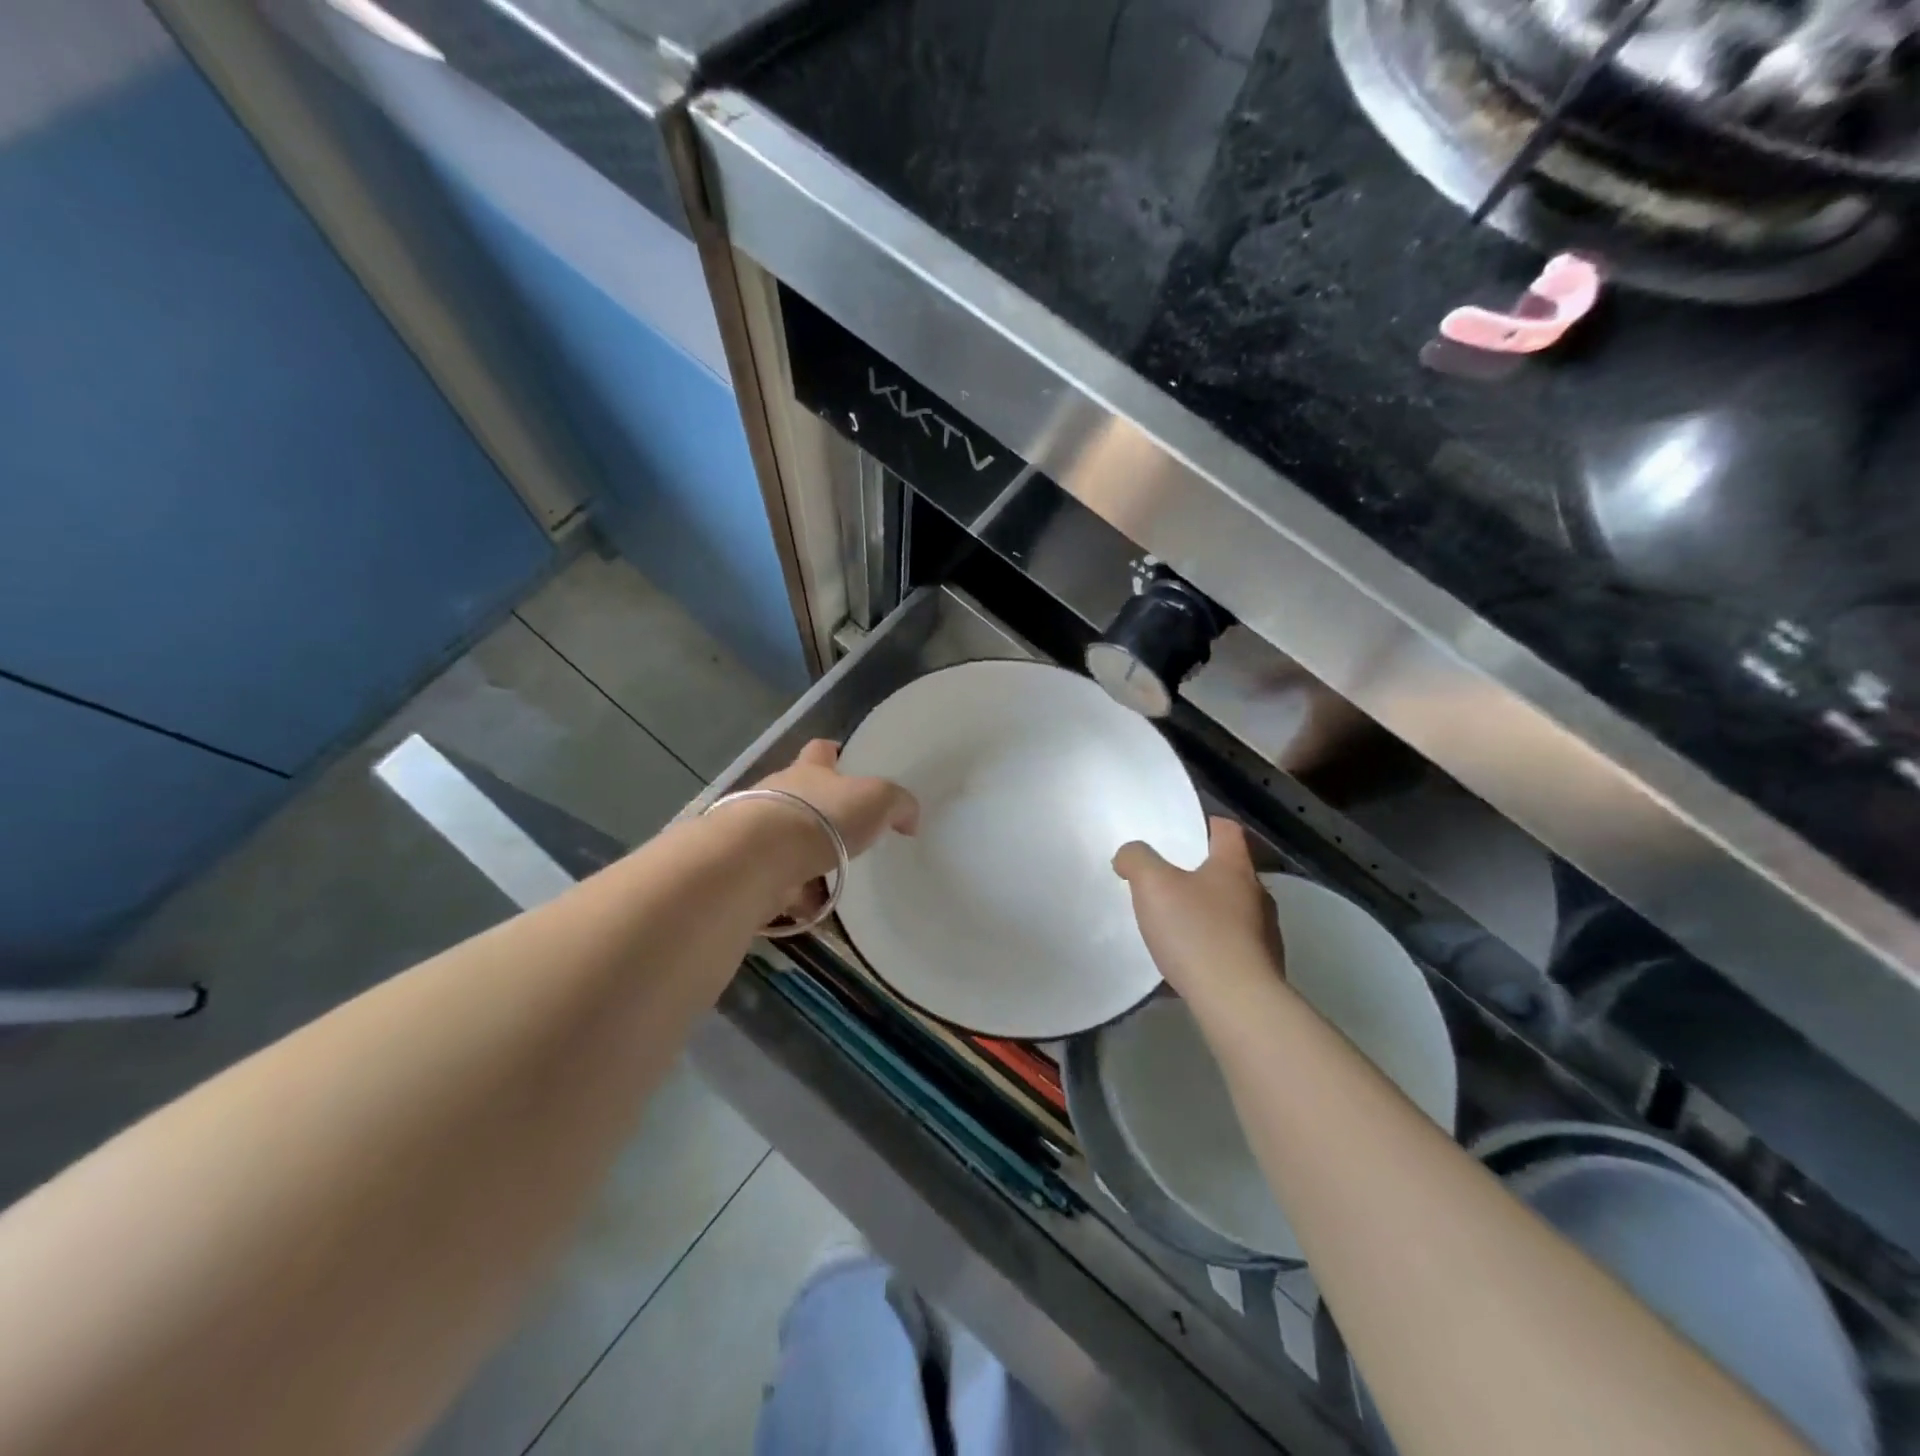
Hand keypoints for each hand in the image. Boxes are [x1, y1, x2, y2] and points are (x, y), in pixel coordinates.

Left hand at [751, 739, 918, 883]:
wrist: (759, 858)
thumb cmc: (822, 817)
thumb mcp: (877, 800)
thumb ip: (898, 804)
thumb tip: (908, 818)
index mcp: (809, 770)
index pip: (820, 750)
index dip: (833, 752)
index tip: (844, 759)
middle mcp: (778, 793)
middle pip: (799, 794)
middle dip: (819, 811)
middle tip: (845, 831)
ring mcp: (757, 830)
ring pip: (785, 838)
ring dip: (804, 855)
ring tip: (830, 877)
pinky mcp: (747, 867)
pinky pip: (776, 878)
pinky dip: (792, 892)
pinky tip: (810, 906)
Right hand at [1113, 817, 1285, 1000]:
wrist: (1236, 1002)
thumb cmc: (1196, 932)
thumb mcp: (1152, 885)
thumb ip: (1136, 860)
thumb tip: (1129, 855)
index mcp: (1234, 867)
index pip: (1228, 830)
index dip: (1206, 825)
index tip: (1183, 831)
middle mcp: (1257, 895)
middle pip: (1230, 871)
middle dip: (1200, 873)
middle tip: (1167, 880)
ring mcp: (1264, 934)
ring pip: (1232, 911)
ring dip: (1207, 913)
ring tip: (1175, 926)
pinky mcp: (1262, 968)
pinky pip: (1232, 948)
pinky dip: (1211, 948)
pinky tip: (1187, 963)